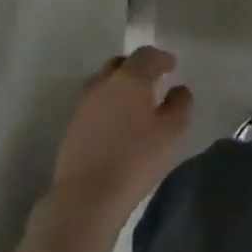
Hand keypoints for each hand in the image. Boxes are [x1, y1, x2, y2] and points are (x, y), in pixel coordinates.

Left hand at [52, 47, 192, 224]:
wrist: (87, 196)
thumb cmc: (136, 159)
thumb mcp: (171, 132)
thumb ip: (180, 104)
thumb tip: (178, 90)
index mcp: (129, 79)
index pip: (145, 55)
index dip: (161, 57)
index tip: (172, 66)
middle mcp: (103, 84)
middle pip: (120, 64)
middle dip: (137, 68)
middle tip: (153, 81)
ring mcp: (83, 105)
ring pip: (103, 84)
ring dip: (119, 87)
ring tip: (134, 104)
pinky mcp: (72, 127)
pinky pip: (94, 104)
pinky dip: (108, 105)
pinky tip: (117, 125)